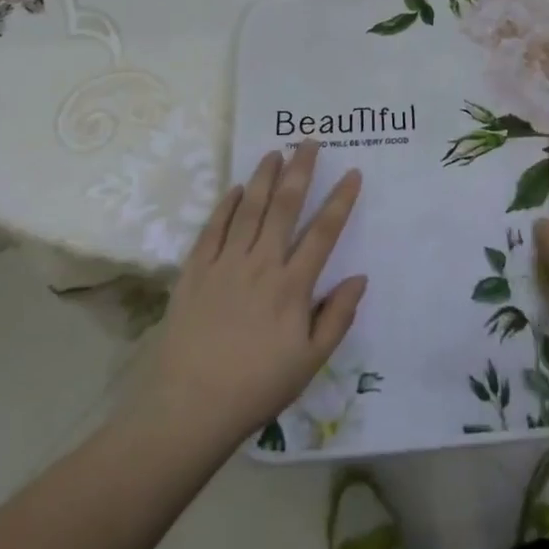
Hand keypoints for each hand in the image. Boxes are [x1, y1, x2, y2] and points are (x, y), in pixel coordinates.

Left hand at [146, 143, 366, 446]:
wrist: (189, 408)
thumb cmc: (256, 387)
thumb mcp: (310, 361)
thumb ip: (338, 317)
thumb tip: (360, 277)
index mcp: (292, 286)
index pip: (323, 232)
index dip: (340, 200)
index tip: (352, 172)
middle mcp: (261, 264)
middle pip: (285, 206)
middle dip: (300, 170)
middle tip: (309, 141)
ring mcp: (225, 264)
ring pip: (250, 209)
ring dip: (264, 177)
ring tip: (275, 152)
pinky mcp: (195, 271)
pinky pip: (214, 229)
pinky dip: (227, 205)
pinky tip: (237, 189)